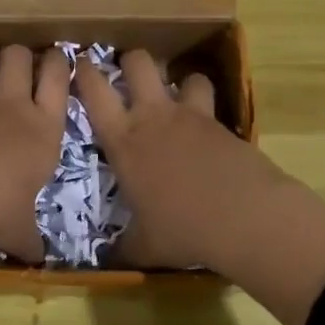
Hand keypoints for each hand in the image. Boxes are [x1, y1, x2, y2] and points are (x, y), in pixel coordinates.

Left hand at [0, 45, 68, 260]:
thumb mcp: (20, 231)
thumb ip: (29, 239)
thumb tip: (37, 260)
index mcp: (45, 130)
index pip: (59, 80)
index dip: (58, 63)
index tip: (56, 57)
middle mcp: (13, 108)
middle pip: (19, 56)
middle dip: (18, 55)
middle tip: (17, 64)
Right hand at [76, 50, 324, 324]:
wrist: (244, 217)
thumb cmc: (182, 229)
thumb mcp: (144, 246)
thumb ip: (123, 247)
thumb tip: (108, 263)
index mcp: (123, 141)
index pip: (95, 92)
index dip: (84, 72)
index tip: (80, 64)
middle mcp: (154, 117)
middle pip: (138, 63)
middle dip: (132, 60)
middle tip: (129, 74)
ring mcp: (191, 116)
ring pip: (183, 75)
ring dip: (180, 83)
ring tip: (180, 99)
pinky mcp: (223, 123)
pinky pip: (211, 103)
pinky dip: (206, 110)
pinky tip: (208, 133)